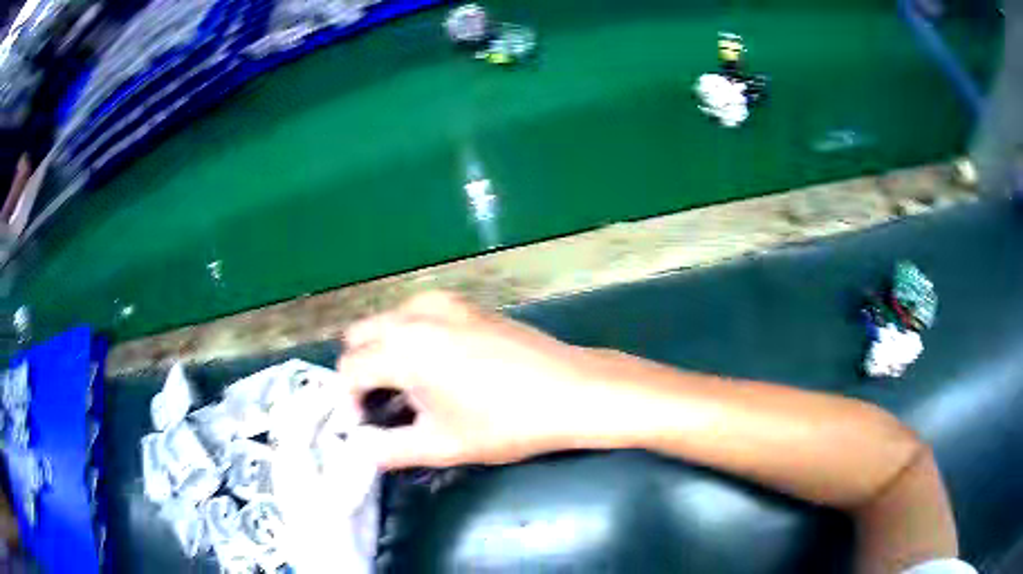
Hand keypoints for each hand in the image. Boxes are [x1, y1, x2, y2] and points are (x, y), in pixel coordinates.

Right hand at [338, 292, 630, 469]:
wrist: (572, 391)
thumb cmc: (505, 423)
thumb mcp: (440, 446)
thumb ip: (387, 449)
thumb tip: (361, 447)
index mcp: (402, 348)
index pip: (349, 369)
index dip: (349, 401)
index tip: (366, 426)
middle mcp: (414, 314)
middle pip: (359, 336)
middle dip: (360, 370)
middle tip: (382, 404)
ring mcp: (443, 302)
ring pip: (387, 320)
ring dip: (383, 350)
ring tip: (409, 387)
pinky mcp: (466, 303)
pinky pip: (417, 313)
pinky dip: (409, 336)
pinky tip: (437, 364)